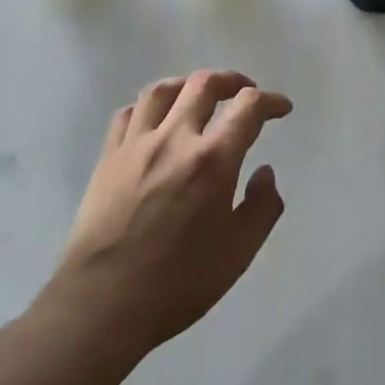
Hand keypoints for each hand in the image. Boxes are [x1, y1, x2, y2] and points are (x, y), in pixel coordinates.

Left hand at [44, 70, 292, 358]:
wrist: (103, 303)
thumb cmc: (179, 283)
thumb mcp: (239, 252)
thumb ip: (262, 207)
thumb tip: (264, 172)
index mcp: (213, 161)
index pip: (248, 108)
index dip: (271, 102)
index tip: (281, 109)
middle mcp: (174, 139)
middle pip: (203, 85)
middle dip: (232, 81)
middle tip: (245, 92)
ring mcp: (135, 145)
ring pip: (162, 90)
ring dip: (188, 85)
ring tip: (200, 96)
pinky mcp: (107, 158)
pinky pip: (128, 114)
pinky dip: (149, 108)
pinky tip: (156, 121)